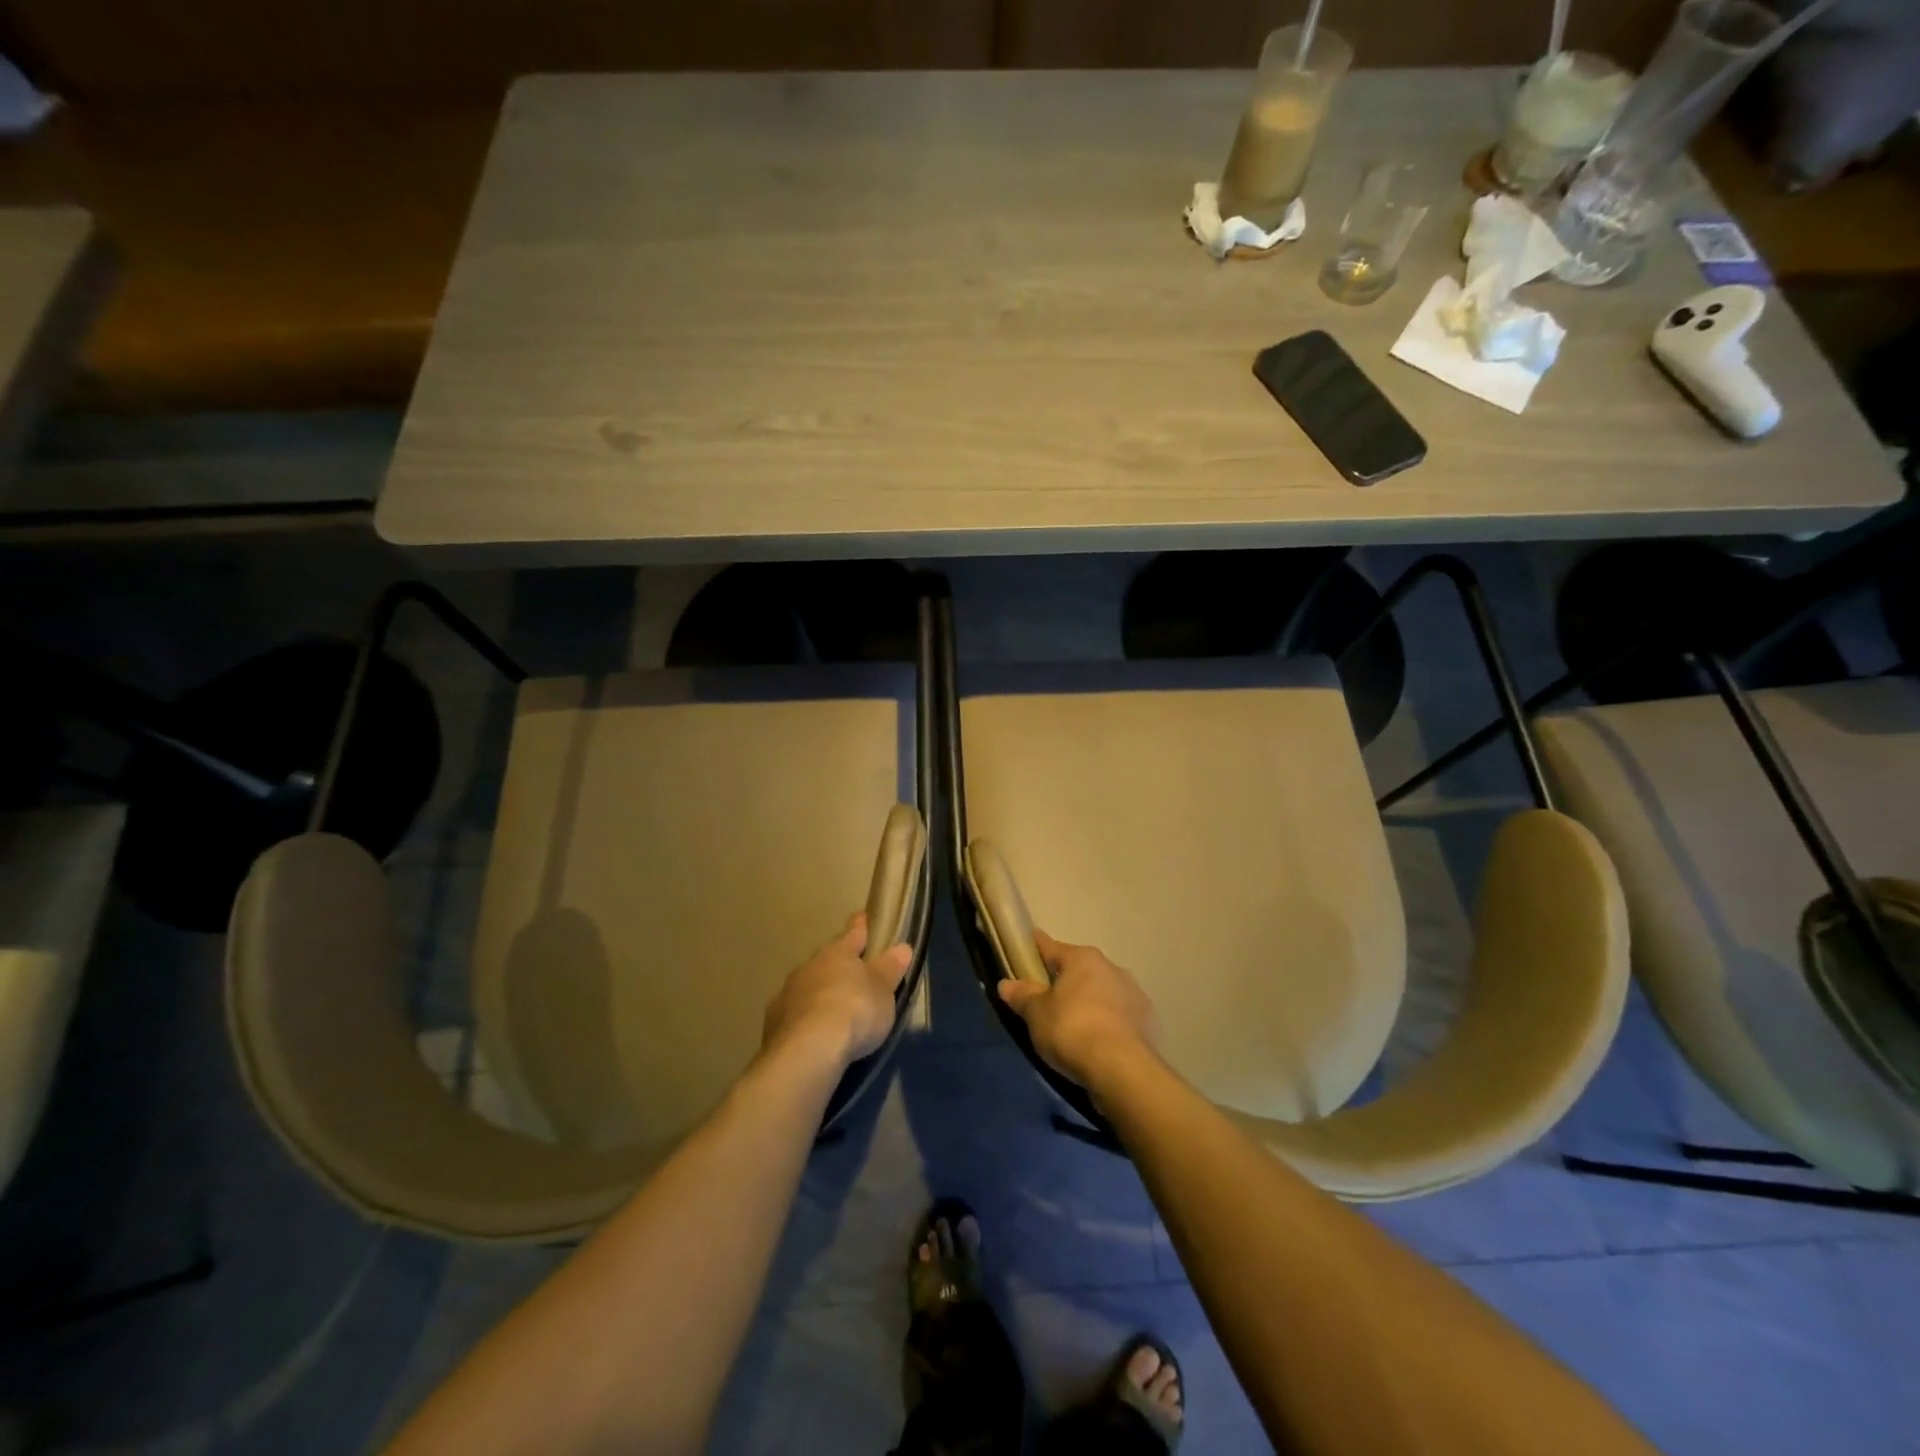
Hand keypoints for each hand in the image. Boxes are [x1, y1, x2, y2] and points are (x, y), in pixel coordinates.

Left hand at [762, 913, 912, 1070]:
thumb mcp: (883, 990)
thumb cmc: (854, 1010)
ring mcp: (789, 992)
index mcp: (838, 952)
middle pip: (828, 959)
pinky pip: (795, 1012)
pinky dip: (806, 1017)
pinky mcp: (775, 1021)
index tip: (863, 916)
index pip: (853, 932)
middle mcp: (810, 966)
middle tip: (854, 974)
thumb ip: (890, 968)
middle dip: (840, 964)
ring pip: (809, 985)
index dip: (861, 925)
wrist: (808, 1050)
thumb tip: (902, 947)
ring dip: (821, 992)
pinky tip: (813, 1032)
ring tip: (835, 1009)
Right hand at [997, 930, 1158, 1087]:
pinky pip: (1121, 1015)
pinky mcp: (1148, 1019)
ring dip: (1090, 1001)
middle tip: (1047, 1000)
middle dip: (1064, 981)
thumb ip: (1022, 996)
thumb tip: (1006, 984)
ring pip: (1103, 991)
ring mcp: (1134, 992)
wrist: (1122, 1068)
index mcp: (1082, 958)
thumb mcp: (1036, 1014)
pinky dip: (1109, 1022)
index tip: (1025, 948)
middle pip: (1079, 969)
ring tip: (1075, 1026)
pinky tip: (1100, 1041)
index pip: (1050, 946)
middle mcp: (1111, 966)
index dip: (1035, 948)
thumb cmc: (1071, 1030)